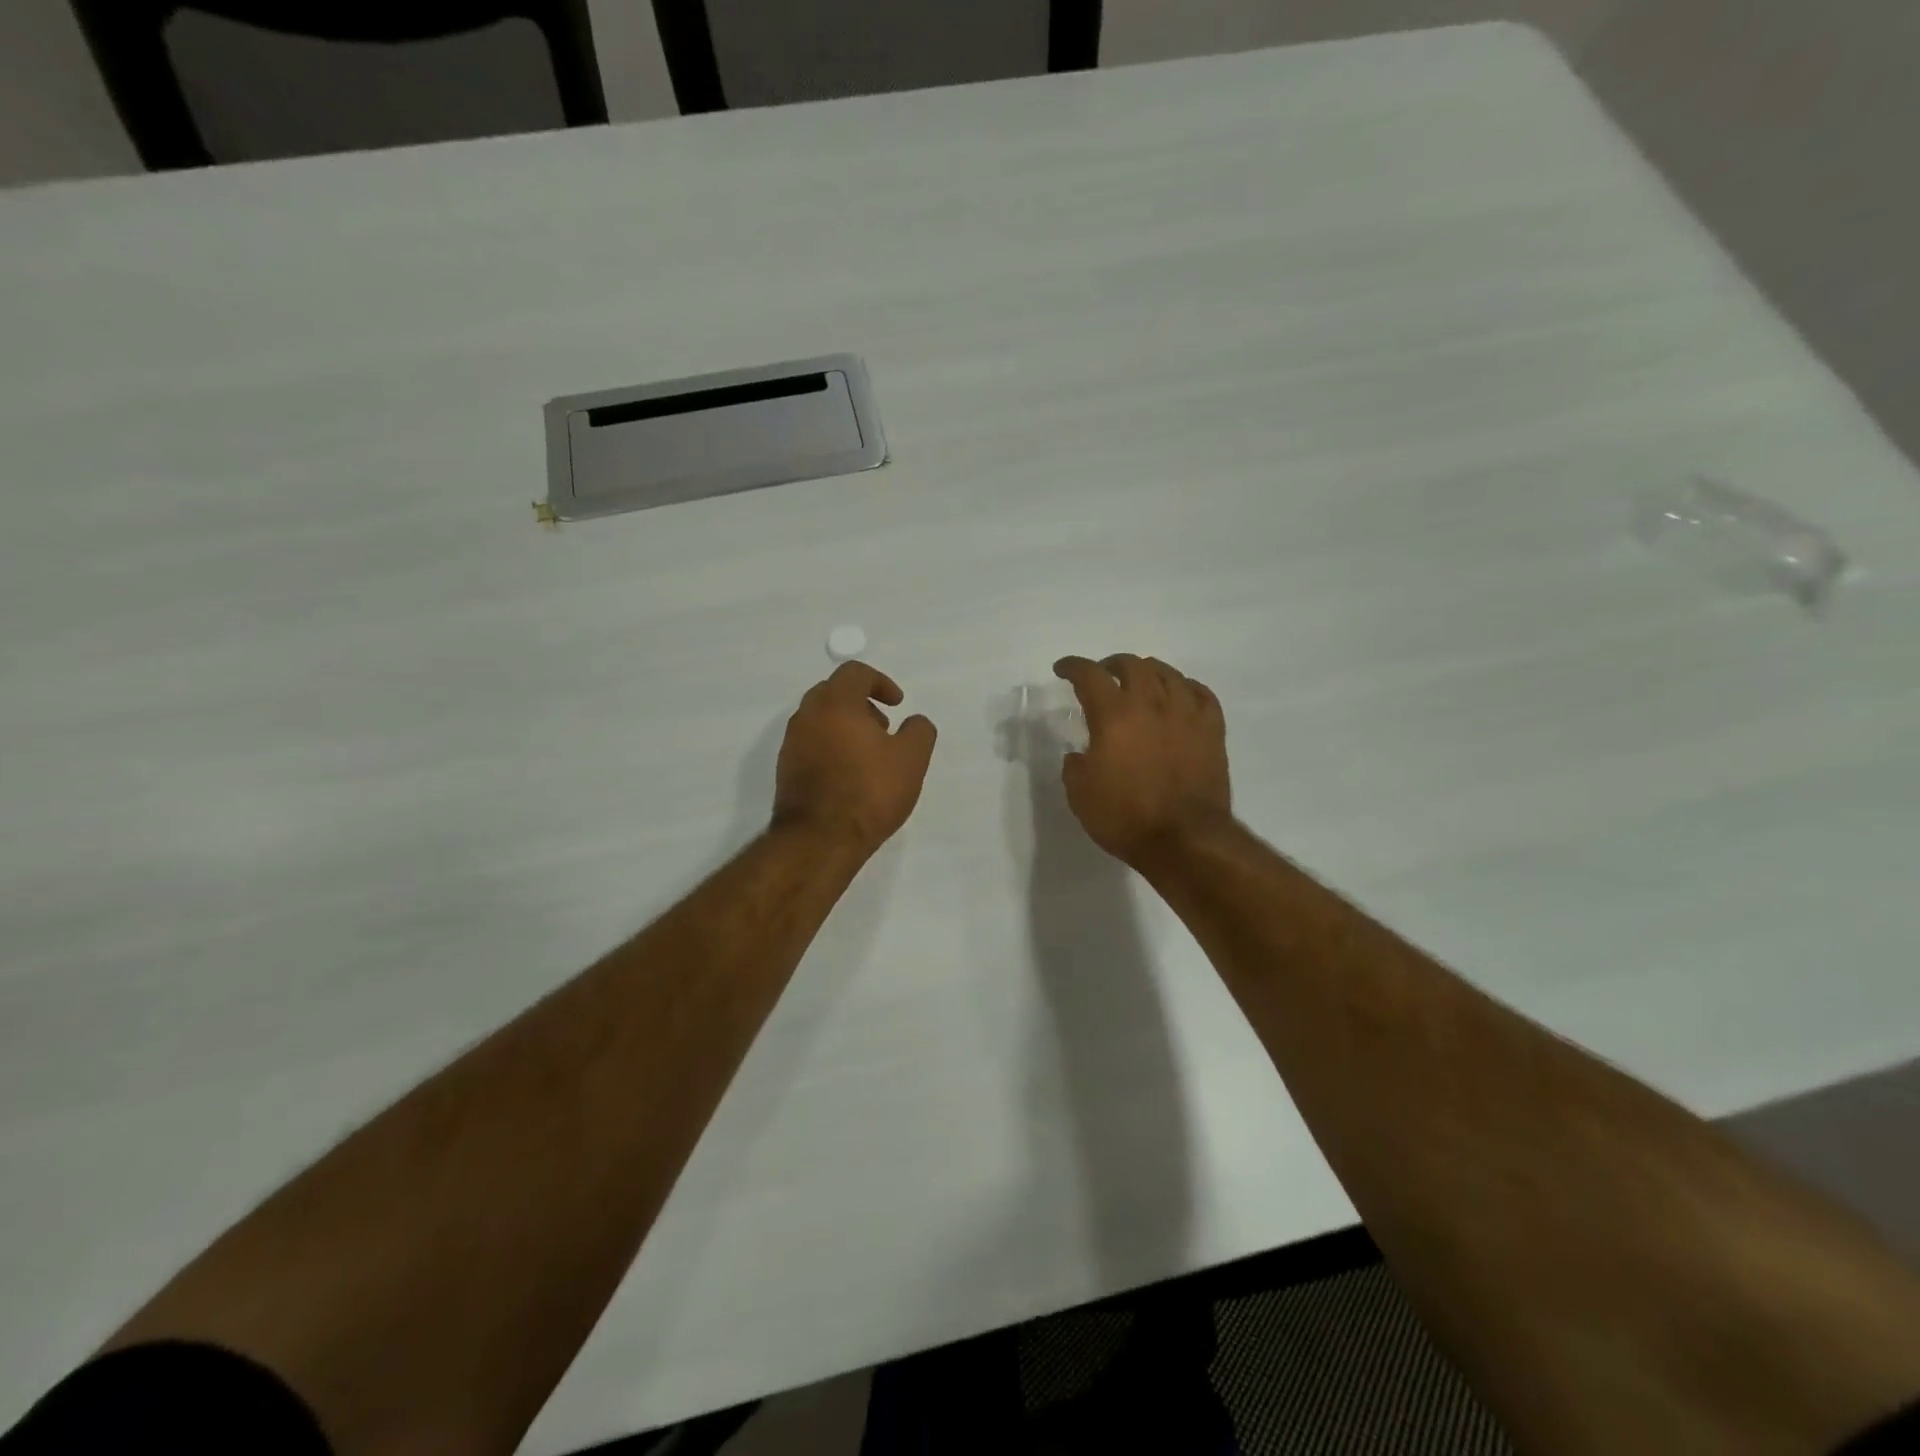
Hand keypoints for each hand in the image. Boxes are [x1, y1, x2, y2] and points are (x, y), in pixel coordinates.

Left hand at [772, 662, 937, 856]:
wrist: (819, 839)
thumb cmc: (869, 792)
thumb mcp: (912, 759)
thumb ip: (919, 730)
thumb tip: (914, 722)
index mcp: (836, 703)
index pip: (855, 673)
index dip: (881, 683)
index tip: (897, 705)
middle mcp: (808, 715)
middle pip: (833, 692)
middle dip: (861, 703)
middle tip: (883, 727)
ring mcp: (792, 743)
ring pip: (820, 718)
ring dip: (845, 725)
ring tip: (869, 754)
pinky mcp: (786, 769)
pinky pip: (811, 743)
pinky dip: (831, 745)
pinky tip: (849, 774)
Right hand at [1052, 654, 1232, 868]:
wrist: (1184, 840)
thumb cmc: (1126, 817)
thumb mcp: (1081, 795)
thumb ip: (1076, 766)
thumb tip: (1081, 756)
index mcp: (1114, 715)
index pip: (1089, 675)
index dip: (1073, 667)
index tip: (1062, 669)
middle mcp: (1151, 704)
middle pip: (1132, 665)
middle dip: (1112, 664)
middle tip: (1104, 676)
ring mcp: (1186, 714)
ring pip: (1168, 673)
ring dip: (1148, 671)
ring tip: (1140, 682)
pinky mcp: (1212, 730)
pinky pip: (1201, 693)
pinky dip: (1185, 687)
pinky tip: (1179, 695)